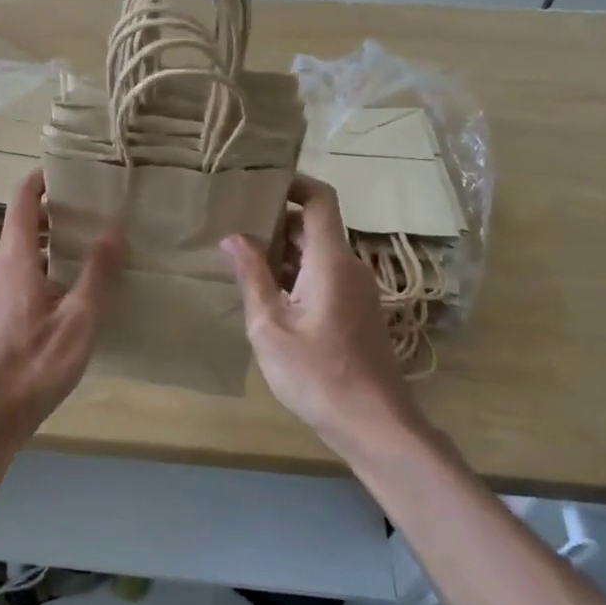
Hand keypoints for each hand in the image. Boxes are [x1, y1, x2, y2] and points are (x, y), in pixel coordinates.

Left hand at [0, 170, 121, 438]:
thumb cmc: (36, 362)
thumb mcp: (79, 319)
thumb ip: (97, 272)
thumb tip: (114, 228)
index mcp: (14, 258)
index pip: (22, 200)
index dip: (42, 179)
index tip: (69, 171)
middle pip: (21, 225)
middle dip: (54, 214)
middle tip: (93, 212)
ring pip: (19, 254)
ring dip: (48, 244)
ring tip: (87, 249)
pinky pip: (16, 277)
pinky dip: (40, 269)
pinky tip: (67, 291)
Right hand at [222, 177, 429, 457]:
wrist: (372, 422)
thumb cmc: (316, 374)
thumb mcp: (270, 326)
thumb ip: (252, 277)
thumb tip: (233, 236)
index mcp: (331, 262)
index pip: (320, 200)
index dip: (294, 184)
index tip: (260, 182)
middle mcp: (350, 267)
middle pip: (314, 227)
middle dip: (275, 223)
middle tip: (233, 228)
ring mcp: (358, 290)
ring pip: (317, 255)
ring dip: (283, 253)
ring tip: (242, 263)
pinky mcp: (357, 311)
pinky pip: (325, 277)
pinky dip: (297, 275)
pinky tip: (268, 297)